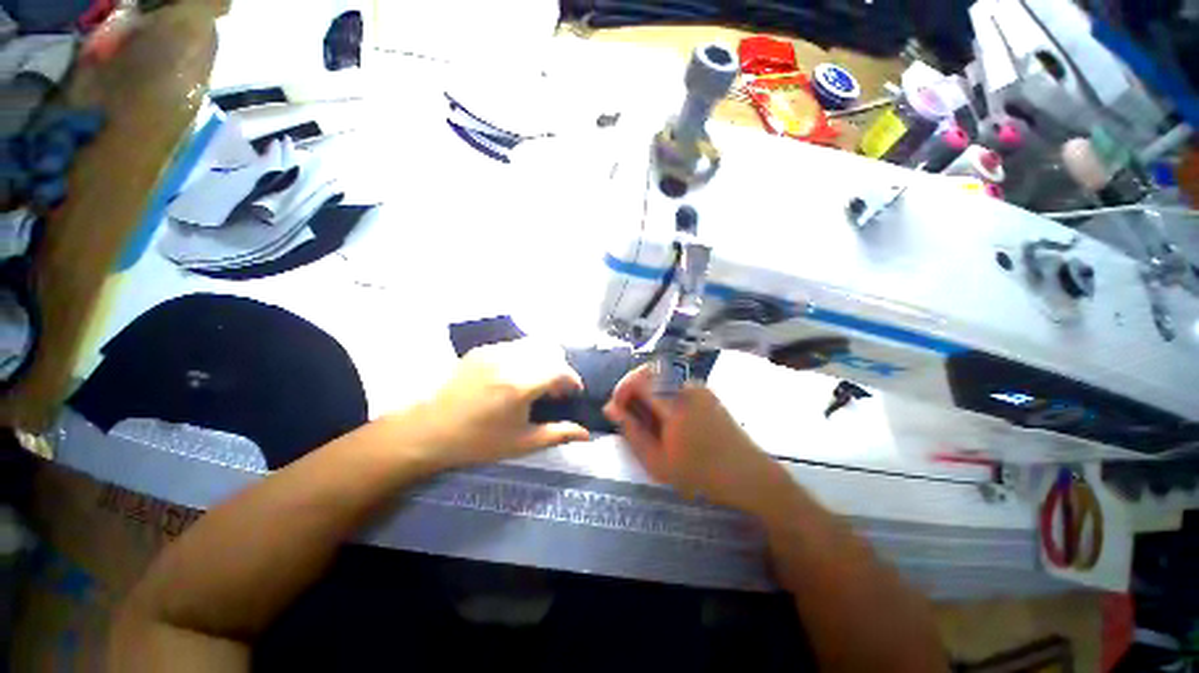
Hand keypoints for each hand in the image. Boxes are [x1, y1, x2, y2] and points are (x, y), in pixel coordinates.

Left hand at [402, 340, 590, 468]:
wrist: (426, 431)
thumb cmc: (477, 442)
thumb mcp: (521, 443)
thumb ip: (558, 434)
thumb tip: (586, 434)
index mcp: (520, 384)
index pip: (561, 369)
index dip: (573, 380)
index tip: (573, 393)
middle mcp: (509, 360)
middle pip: (550, 351)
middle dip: (559, 368)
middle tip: (553, 390)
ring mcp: (493, 351)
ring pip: (533, 344)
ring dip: (543, 359)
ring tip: (535, 381)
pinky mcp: (480, 350)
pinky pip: (513, 345)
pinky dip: (524, 356)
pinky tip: (513, 376)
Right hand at [603, 365, 781, 512]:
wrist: (747, 475)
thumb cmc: (700, 474)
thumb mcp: (657, 461)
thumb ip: (631, 431)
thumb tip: (611, 408)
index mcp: (674, 402)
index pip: (638, 378)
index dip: (622, 389)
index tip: (617, 409)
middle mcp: (686, 386)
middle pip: (650, 372)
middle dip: (633, 389)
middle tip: (630, 414)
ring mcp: (699, 387)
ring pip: (662, 378)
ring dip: (648, 393)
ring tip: (649, 422)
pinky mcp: (706, 392)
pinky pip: (675, 385)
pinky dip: (663, 396)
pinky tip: (667, 420)